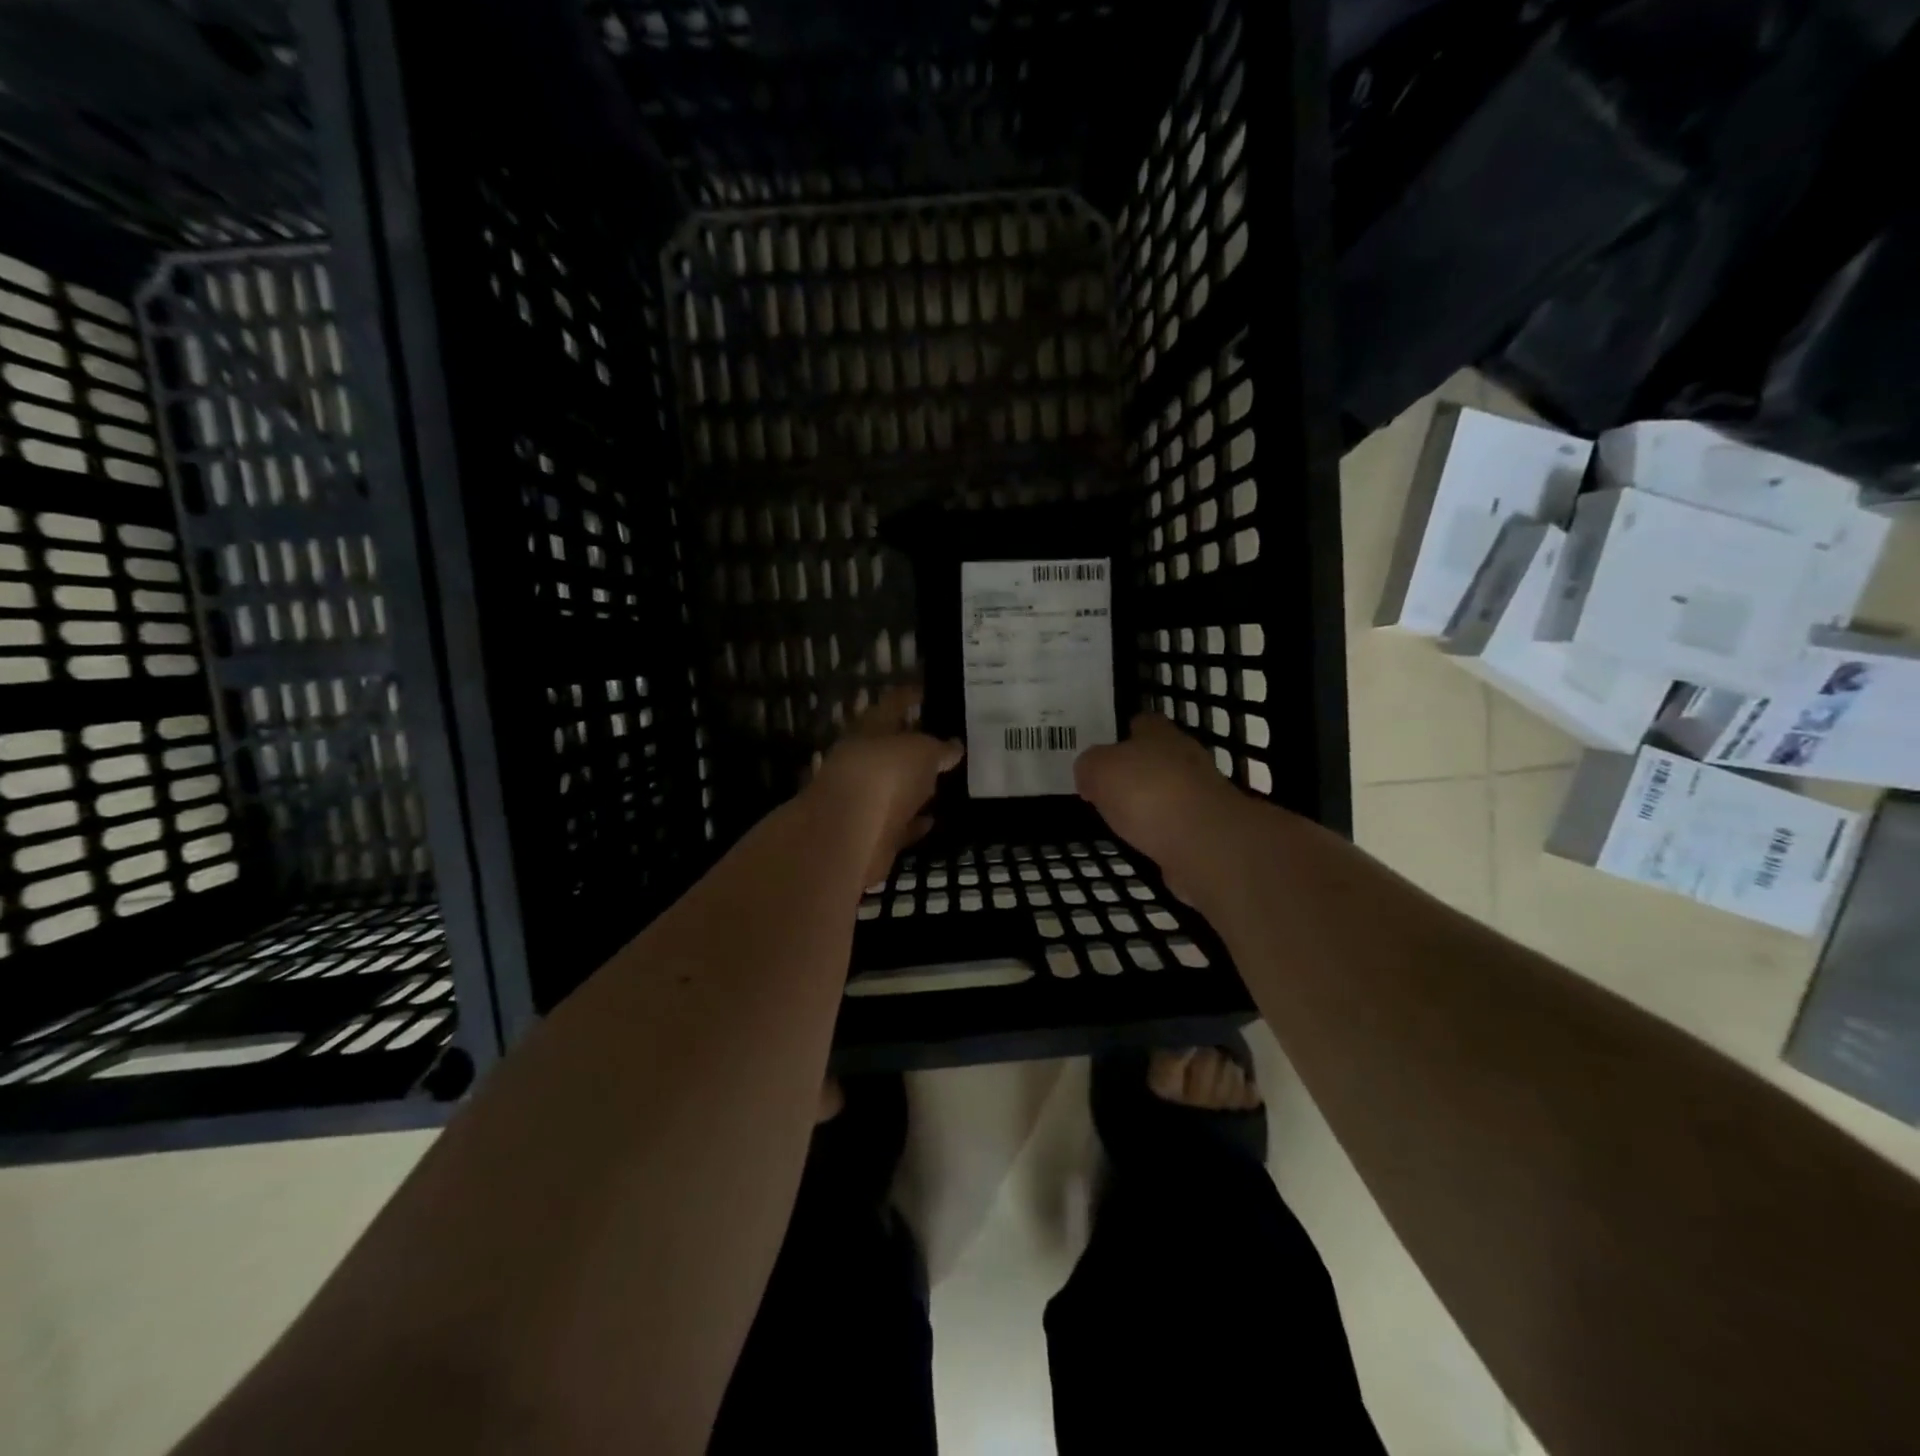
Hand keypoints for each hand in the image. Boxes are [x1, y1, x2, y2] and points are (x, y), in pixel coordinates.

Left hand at [812, 686, 963, 885]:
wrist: (850, 835)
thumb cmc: (886, 775)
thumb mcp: (922, 751)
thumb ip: (939, 748)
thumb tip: (954, 747)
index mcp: (868, 730)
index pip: (891, 705)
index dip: (909, 697)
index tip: (925, 692)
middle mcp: (861, 761)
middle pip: (888, 748)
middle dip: (911, 745)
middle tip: (943, 742)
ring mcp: (862, 799)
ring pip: (892, 787)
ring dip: (913, 786)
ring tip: (942, 781)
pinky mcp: (870, 834)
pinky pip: (897, 823)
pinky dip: (913, 821)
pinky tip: (932, 820)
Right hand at [1075, 713, 1241, 889]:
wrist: (1203, 842)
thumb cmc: (1147, 792)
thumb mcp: (1099, 769)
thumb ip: (1090, 765)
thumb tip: (1090, 774)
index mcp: (1160, 734)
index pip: (1143, 722)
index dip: (1124, 732)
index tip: (1106, 748)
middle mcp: (1186, 758)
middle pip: (1159, 755)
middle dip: (1138, 768)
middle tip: (1109, 784)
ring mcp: (1202, 794)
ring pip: (1170, 790)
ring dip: (1151, 801)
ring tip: (1123, 816)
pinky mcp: (1208, 829)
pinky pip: (1178, 824)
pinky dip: (1163, 830)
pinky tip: (1144, 840)